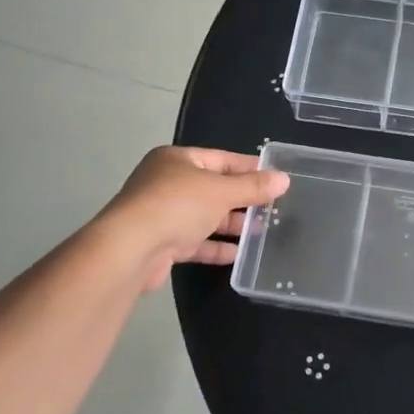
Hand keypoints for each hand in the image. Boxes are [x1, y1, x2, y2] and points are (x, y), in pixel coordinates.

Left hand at [99, 146, 289, 291]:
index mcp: (177, 160)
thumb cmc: (177, 206)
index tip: (276, 178)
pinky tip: (239, 254)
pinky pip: (195, 242)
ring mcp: (162, 215)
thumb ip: (253, 187)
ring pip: (205, 216)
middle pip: (213, 188)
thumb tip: (284, 179)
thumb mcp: (221, 191)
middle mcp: (167, 183)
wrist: (130, 250)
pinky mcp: (161, 244)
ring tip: (262, 232)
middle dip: (242, 199)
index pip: (221, 159)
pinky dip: (215, 247)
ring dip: (231, 225)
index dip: (249, 168)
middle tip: (273, 208)